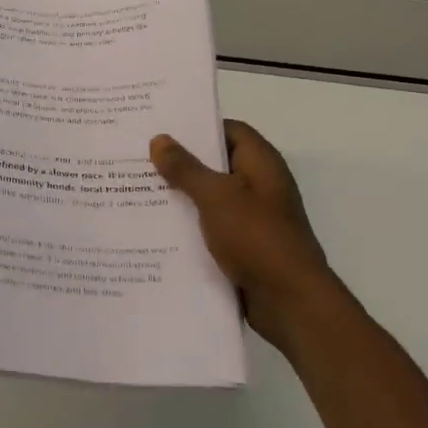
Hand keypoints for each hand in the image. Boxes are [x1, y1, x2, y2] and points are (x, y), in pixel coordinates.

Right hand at [150, 120, 341, 352]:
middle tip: (139, 157)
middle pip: (216, 163)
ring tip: (138, 190)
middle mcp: (260, 185)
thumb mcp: (215, 196)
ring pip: (211, 198)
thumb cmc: (256, 237)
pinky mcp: (245, 246)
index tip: (162, 127)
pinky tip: (157, 229)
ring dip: (182, 196)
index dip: (198, 126)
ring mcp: (253, 218)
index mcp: (261, 163)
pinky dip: (190, 226)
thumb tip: (160, 139)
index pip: (229, 130)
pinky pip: (212, 227)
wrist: (290, 302)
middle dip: (181, 162)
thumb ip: (185, 168)